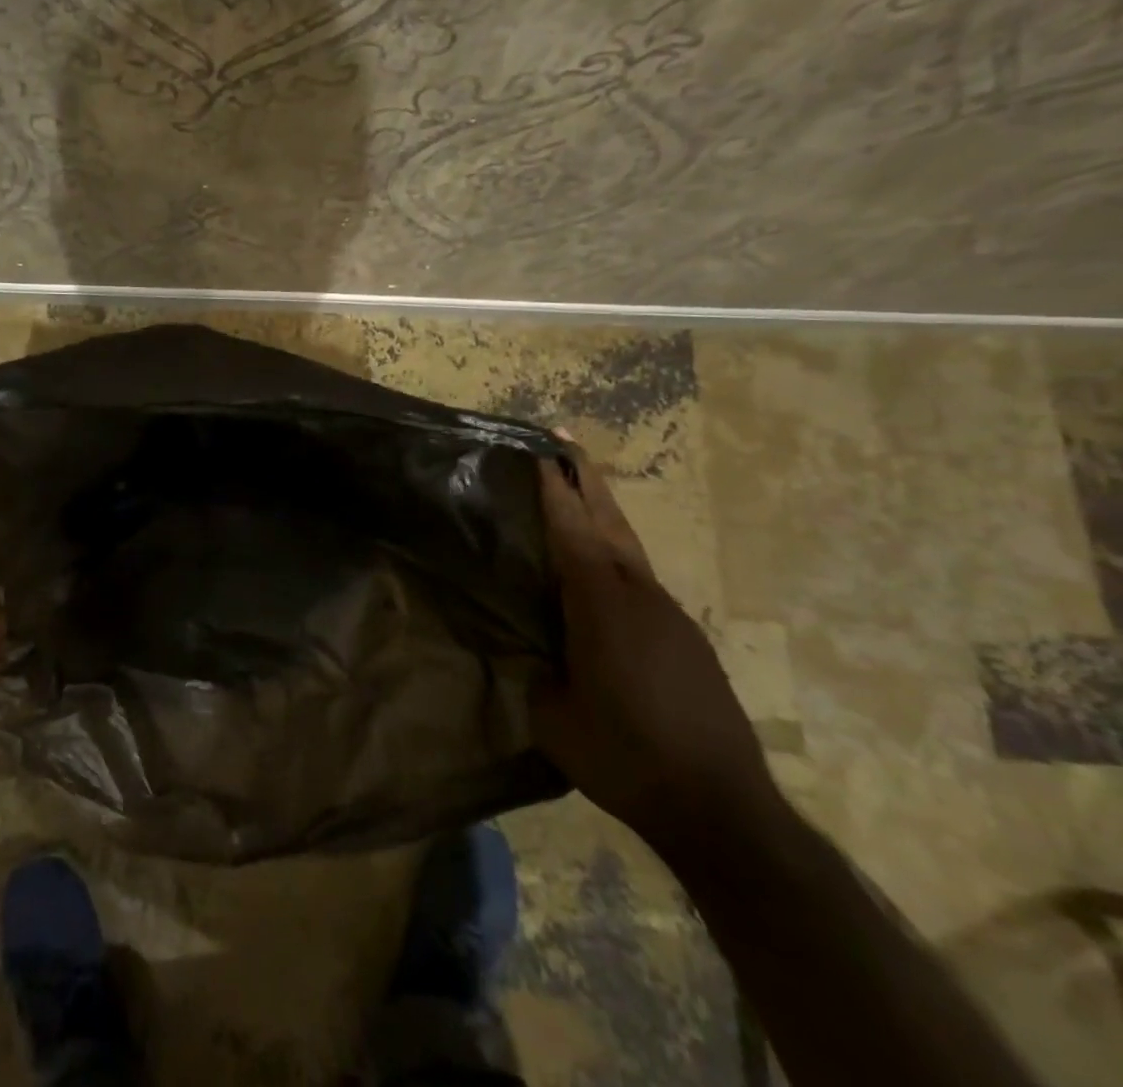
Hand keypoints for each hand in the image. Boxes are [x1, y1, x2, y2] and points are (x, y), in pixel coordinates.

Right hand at [531, 437, 777, 850]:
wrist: (722, 810)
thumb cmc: (624, 755)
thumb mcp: (551, 716)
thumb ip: (534, 671)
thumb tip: (529, 651)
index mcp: (602, 604)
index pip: (572, 531)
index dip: (554, 490)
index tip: (540, 451)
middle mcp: (640, 597)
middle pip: (611, 524)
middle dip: (586, 481)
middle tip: (564, 442)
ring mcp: (672, 618)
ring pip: (630, 552)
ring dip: (602, 519)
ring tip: (576, 502)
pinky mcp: (689, 643)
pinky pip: (642, 584)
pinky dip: (617, 562)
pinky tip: (601, 582)